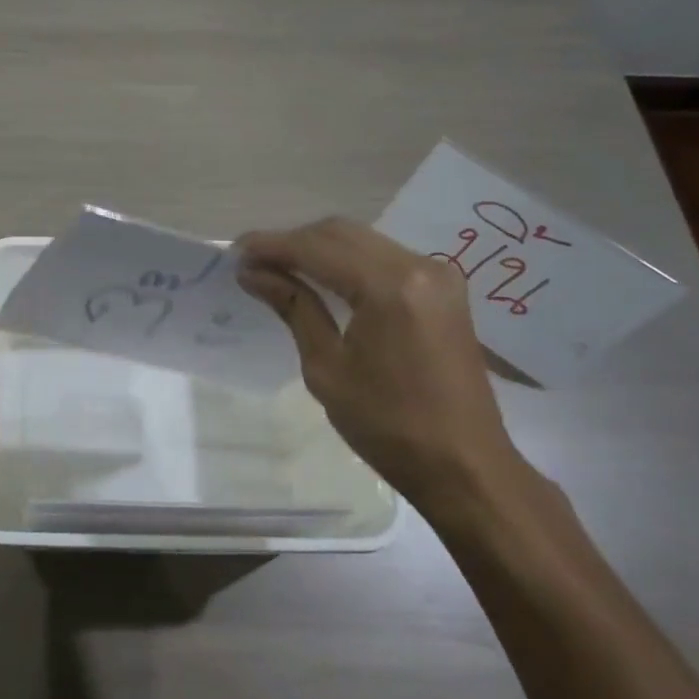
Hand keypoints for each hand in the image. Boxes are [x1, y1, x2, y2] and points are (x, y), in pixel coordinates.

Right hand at [238, 217, 536, 526]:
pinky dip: (347, 260)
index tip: (234, 252)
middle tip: (252, 260)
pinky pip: (384, 257)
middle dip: (293, 241)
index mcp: (389, 288)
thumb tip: (253, 274)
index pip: (317, 248)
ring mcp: (438, 275)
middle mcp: (419, 266)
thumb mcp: (326, 368)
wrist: (464, 465)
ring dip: (318, 248)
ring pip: (363, 240)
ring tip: (278, 268)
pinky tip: (320, 278)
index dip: (272, 245)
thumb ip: (294, 308)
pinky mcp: (444, 289)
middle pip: (341, 233)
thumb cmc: (387, 425)